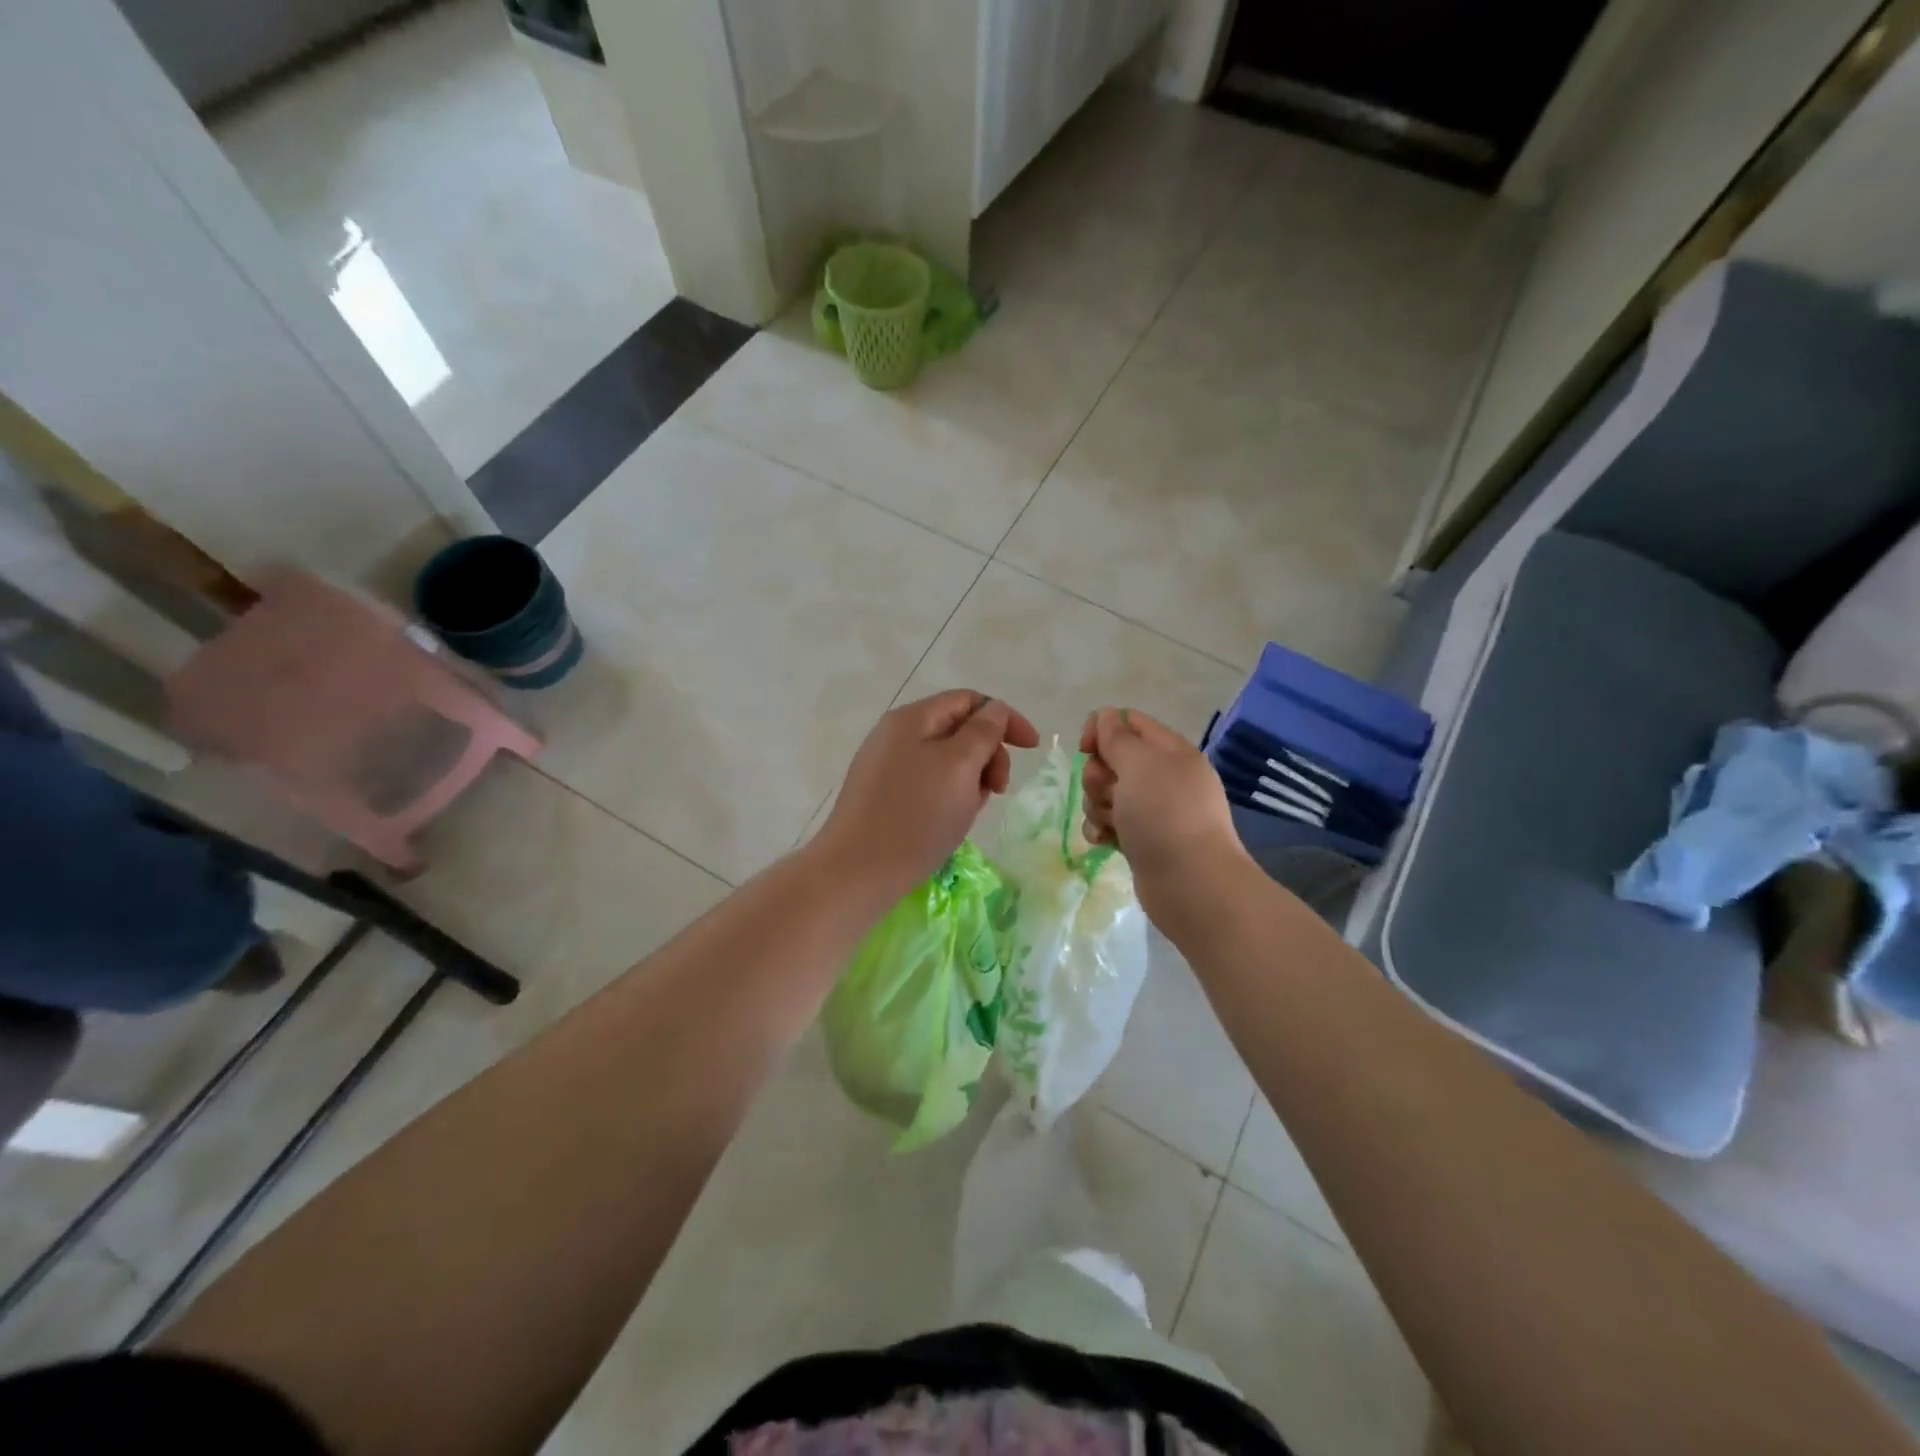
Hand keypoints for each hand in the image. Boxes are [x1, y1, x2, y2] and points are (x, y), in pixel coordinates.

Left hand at [816, 690, 1039, 900]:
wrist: (857, 871)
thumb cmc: (916, 816)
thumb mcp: (960, 766)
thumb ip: (983, 732)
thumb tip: (994, 710)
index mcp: (913, 718)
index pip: (969, 700)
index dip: (1005, 718)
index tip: (1032, 748)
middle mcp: (895, 735)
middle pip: (958, 729)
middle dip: (987, 754)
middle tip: (997, 791)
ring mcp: (885, 766)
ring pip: (945, 761)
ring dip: (970, 780)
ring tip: (969, 812)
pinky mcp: (881, 795)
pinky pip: (928, 783)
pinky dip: (949, 796)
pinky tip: (949, 823)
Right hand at [1079, 707, 1250, 931]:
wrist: (1191, 884)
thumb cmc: (1164, 815)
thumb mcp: (1139, 764)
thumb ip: (1117, 737)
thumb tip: (1106, 717)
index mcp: (1171, 751)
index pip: (1129, 722)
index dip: (1102, 729)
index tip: (1086, 749)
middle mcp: (1165, 777)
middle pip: (1113, 759)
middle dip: (1098, 775)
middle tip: (1106, 792)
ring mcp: (1155, 811)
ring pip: (1109, 794)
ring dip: (1097, 805)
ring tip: (1109, 823)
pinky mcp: (1144, 840)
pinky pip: (1113, 823)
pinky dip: (1103, 829)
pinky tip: (1104, 841)